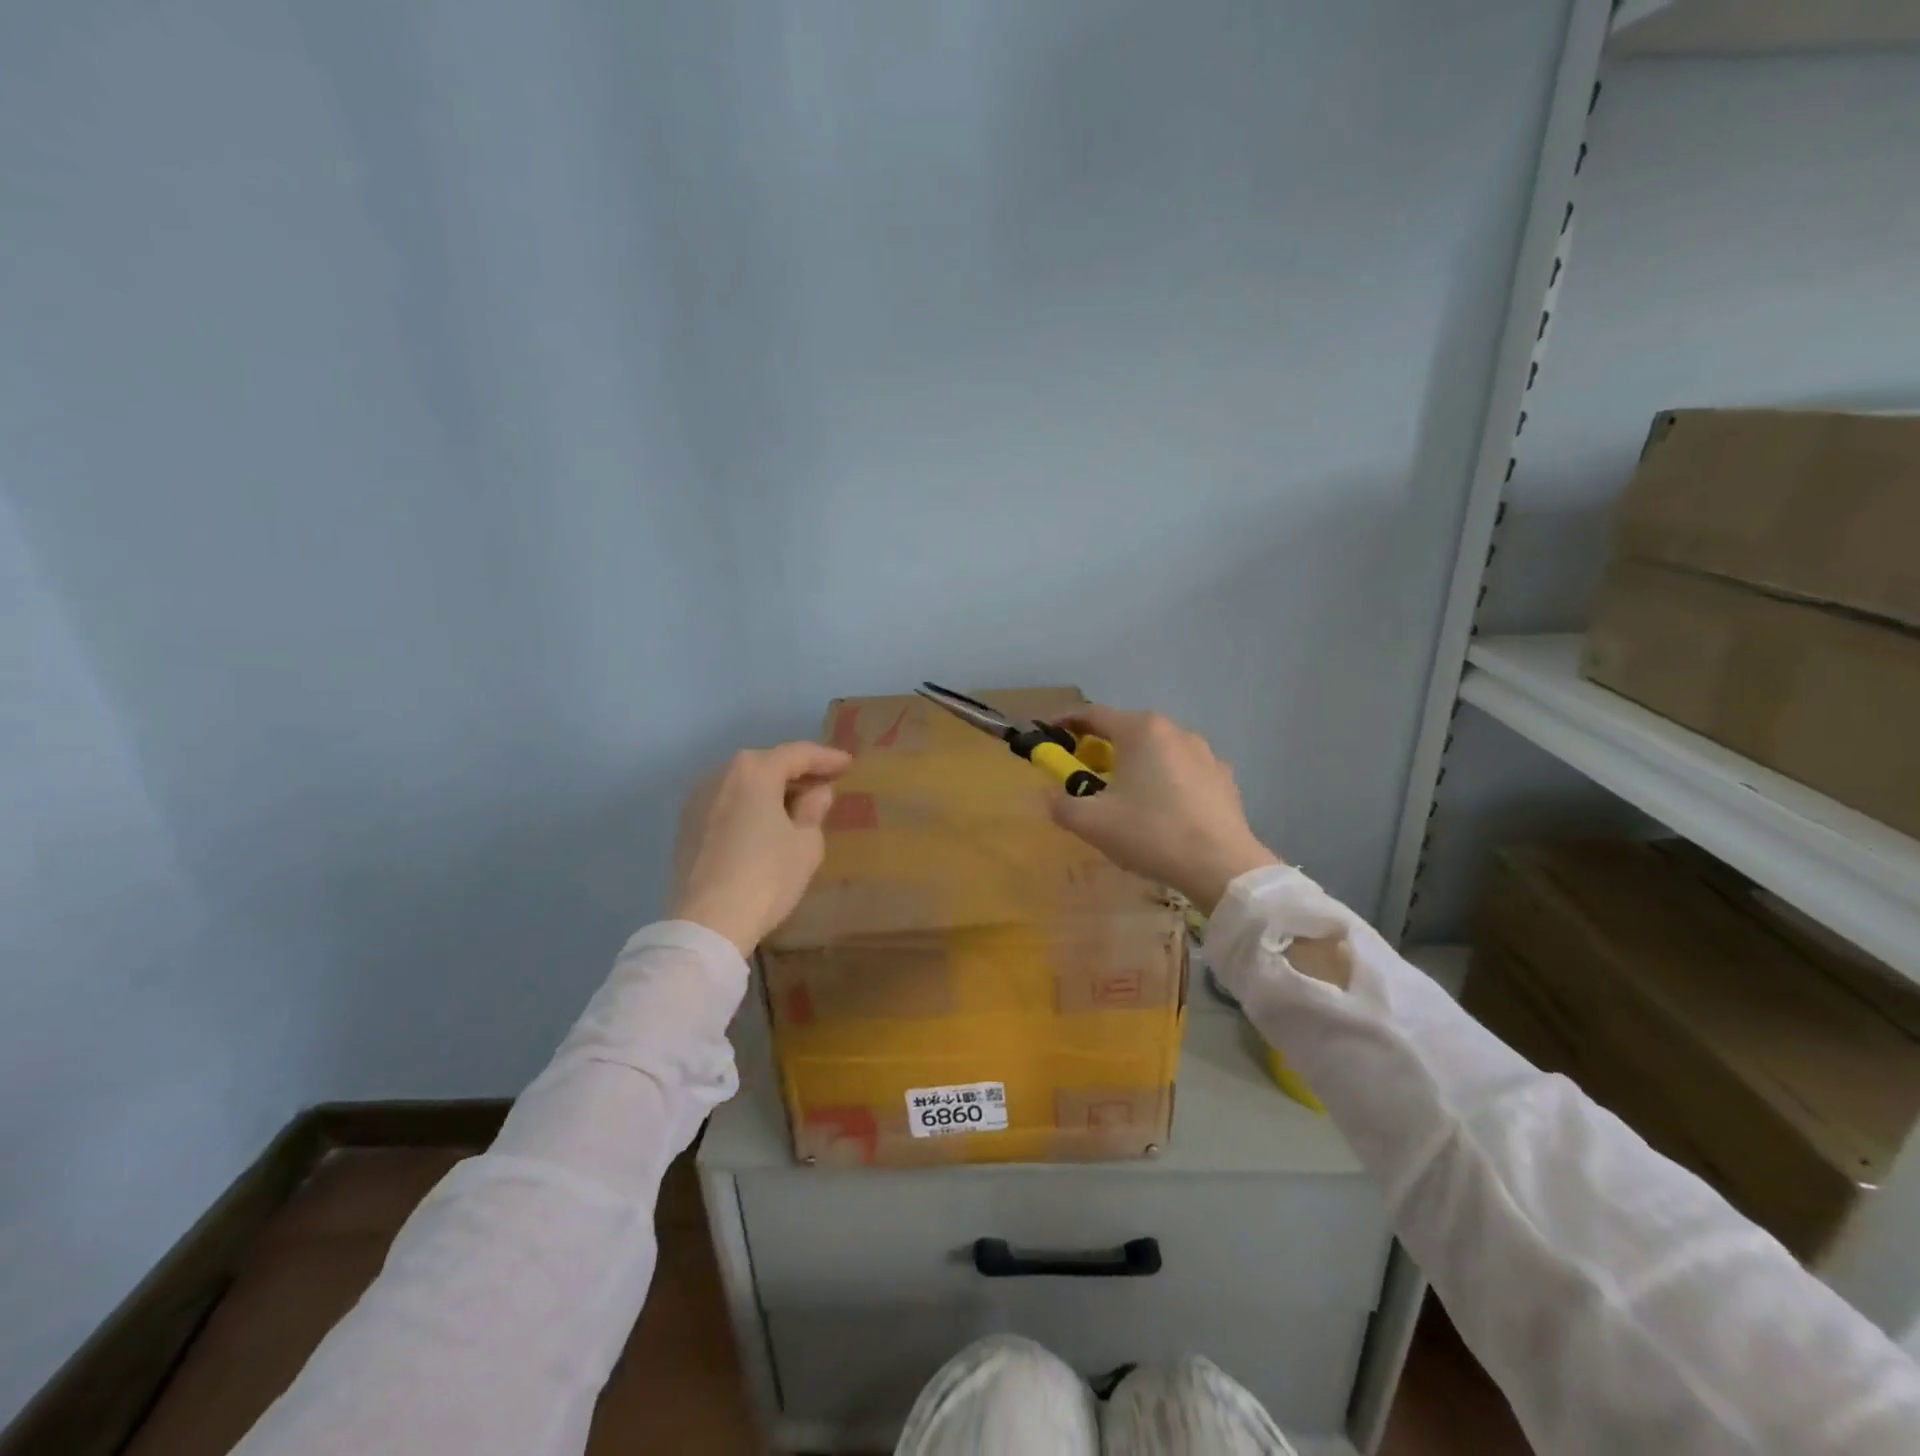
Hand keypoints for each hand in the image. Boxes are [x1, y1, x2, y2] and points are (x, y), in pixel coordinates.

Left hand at [670, 742, 853, 955]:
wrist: (707, 923)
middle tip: (824, 782)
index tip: (847, 764)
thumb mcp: (806, 844)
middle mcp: (720, 775)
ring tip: (796, 804)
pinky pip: (727, 804)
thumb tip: (817, 793)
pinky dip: (749, 807)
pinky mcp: (686, 827)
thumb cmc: (767, 876)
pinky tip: (765, 824)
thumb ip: (814, 810)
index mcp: (753, 772)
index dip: (826, 758)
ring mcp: (697, 801)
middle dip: (797, 772)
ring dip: (771, 789)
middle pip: (766, 764)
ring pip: (743, 784)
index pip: (797, 754)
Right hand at [1049, 706, 1280, 913]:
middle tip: (1084, 771)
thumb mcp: (1092, 823)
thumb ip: (1060, 804)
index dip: (1066, 721)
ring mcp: (1205, 753)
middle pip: (1128, 730)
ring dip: (1136, 763)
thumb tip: (1047, 795)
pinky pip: (1184, 771)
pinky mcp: (1224, 779)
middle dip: (1101, 746)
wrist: (1221, 866)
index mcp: (1140, 731)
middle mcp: (1174, 731)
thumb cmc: (1150, 833)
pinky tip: (1163, 808)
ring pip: (1158, 750)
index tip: (1049, 732)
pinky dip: (1165, 780)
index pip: (1093, 714)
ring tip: (1125, 792)